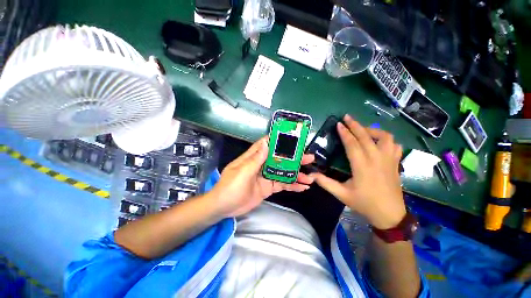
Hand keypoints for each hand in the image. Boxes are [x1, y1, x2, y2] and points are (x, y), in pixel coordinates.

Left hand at [210, 137, 314, 216]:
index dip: (279, 140)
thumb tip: (266, 143)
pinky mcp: (268, 187)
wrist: (224, 207)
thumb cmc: (230, 187)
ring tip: (310, 177)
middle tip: (309, 158)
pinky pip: (282, 185)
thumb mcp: (243, 172)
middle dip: (294, 158)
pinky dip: (292, 186)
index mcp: (254, 157)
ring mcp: (266, 176)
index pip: (267, 144)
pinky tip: (302, 187)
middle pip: (280, 158)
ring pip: (283, 172)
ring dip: (296, 174)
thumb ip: (256, 159)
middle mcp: (262, 164)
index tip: (293, 138)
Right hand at [310, 115, 405, 228]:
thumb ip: (326, 183)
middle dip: (355, 125)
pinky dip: (386, 138)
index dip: (345, 133)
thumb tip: (311, 175)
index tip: (339, 124)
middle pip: (366, 136)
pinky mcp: (396, 162)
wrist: (390, 215)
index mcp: (362, 166)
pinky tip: (378, 141)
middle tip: (347, 117)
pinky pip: (394, 145)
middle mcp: (377, 159)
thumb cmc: (364, 203)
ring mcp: (389, 160)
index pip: (352, 144)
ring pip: (384, 137)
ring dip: (372, 130)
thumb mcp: (342, 194)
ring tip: (362, 129)